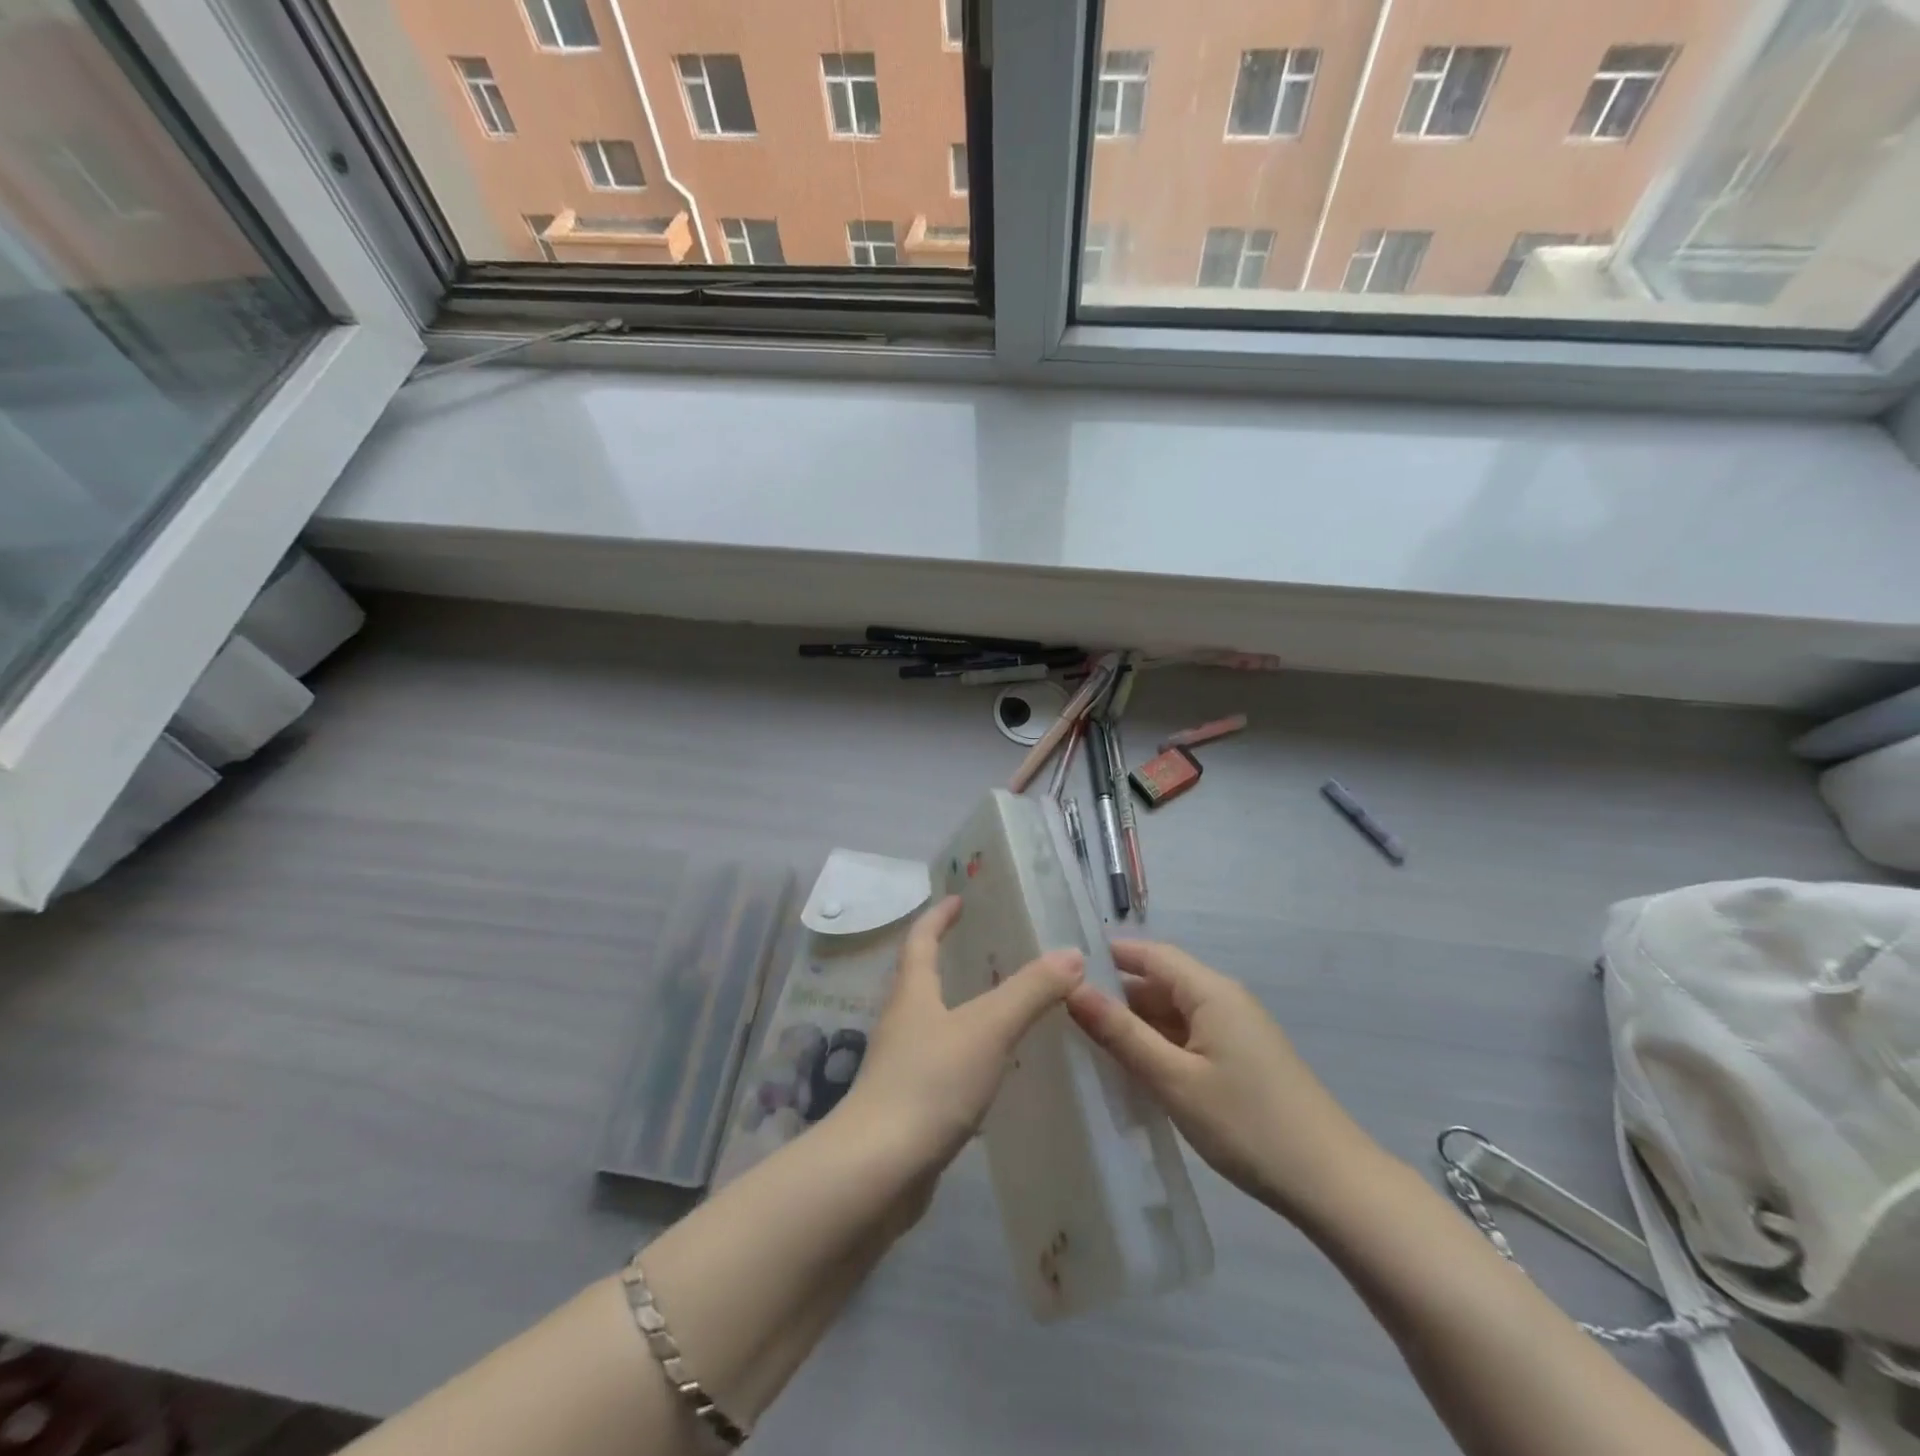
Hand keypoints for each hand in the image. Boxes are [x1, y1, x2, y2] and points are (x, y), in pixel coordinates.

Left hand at [839, 896, 1083, 1176]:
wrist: (877, 1172)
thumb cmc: (930, 1084)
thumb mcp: (988, 1029)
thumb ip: (1030, 991)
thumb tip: (1072, 953)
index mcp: (912, 993)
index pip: (921, 939)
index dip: (938, 916)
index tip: (958, 899)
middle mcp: (902, 1023)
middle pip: (922, 979)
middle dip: (950, 960)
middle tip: (992, 951)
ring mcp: (902, 1067)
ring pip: (935, 1025)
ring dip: (963, 1011)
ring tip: (1004, 1009)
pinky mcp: (910, 1106)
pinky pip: (943, 1068)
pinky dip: (968, 1058)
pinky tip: (996, 1074)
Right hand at [1066, 941, 1381, 1224]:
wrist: (1331, 1183)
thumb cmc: (1247, 1124)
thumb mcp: (1174, 1079)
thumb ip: (1122, 1033)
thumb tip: (1073, 989)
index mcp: (1211, 991)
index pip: (1150, 954)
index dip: (1108, 955)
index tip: (1063, 967)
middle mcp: (1224, 999)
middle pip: (1160, 982)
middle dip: (1116, 993)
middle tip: (1063, 1011)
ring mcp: (1235, 1031)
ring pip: (1173, 1012)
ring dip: (1135, 1023)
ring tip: (1086, 1040)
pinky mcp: (1241, 1059)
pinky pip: (1189, 1037)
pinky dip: (1158, 1045)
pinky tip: (1132, 1068)